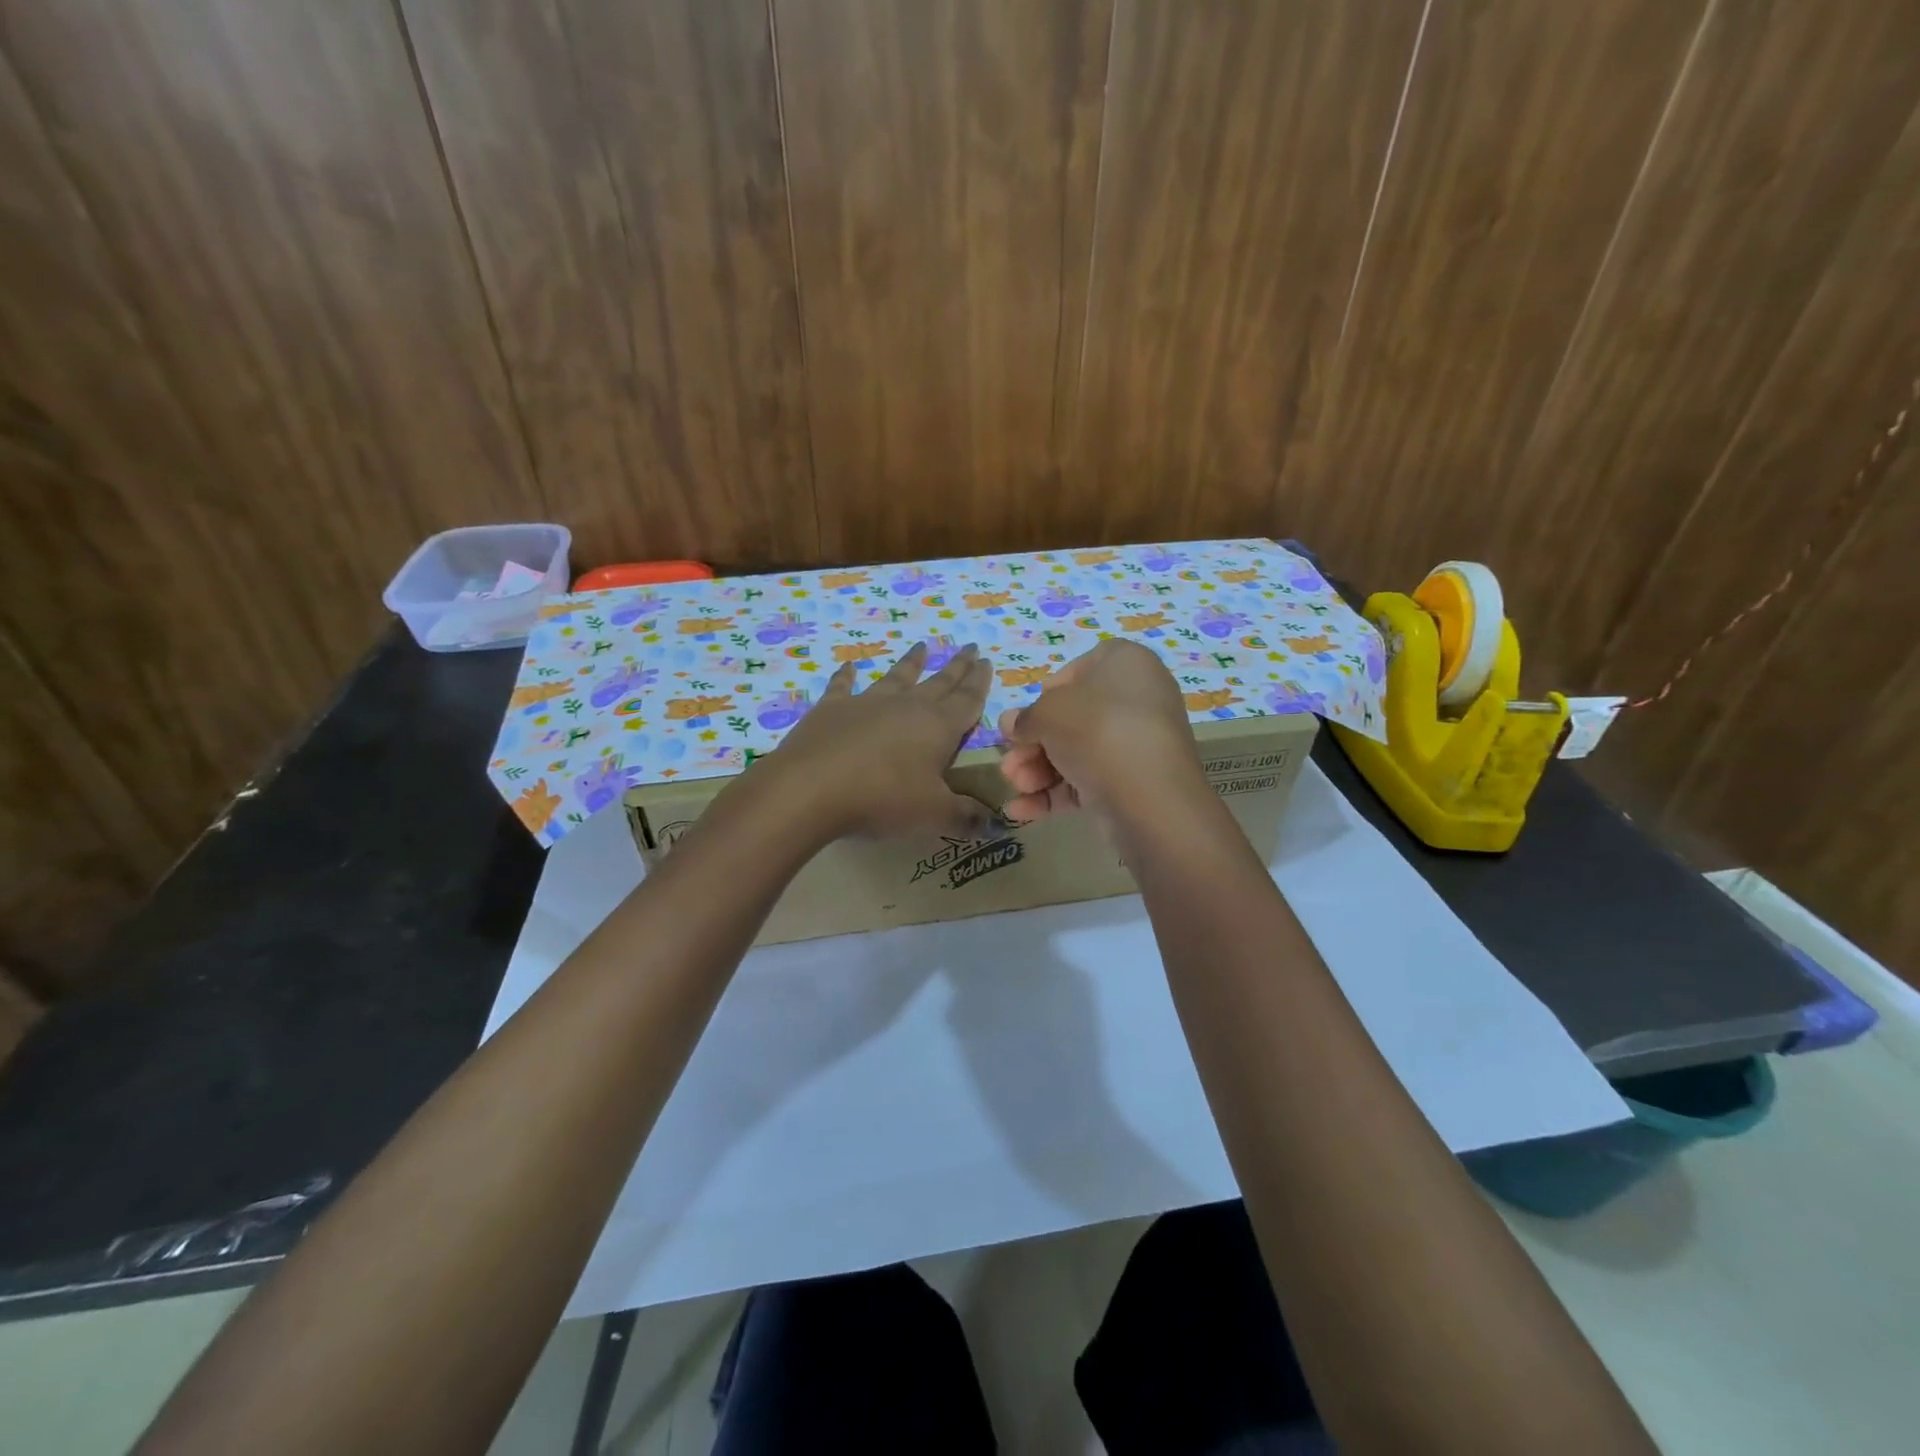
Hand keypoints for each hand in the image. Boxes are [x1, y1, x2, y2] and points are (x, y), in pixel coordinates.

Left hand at [760, 641, 993, 841]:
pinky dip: (847, 676)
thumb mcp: (933, 814)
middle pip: (939, 682)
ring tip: (921, 645)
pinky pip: (843, 686)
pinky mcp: (832, 709)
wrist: (811, 788)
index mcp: (938, 727)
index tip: (987, 661)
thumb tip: (994, 824)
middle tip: (970, 647)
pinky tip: (849, 666)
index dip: (980, 682)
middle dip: (957, 666)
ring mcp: (867, 703)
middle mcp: (907, 706)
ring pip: (897, 677)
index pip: (967, 700)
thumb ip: (965, 817)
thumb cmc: (883, 799)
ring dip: (911, 663)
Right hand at [999, 639, 1202, 822]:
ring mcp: (1137, 744)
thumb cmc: (1097, 730)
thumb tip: (1013, 725)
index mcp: (1125, 663)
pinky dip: (1055, 794)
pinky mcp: (1134, 783)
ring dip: (1037, 771)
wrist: (1150, 796)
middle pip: (1072, 718)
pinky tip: (1021, 810)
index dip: (1047, 695)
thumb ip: (1025, 718)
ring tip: (1016, 787)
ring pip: (1076, 753)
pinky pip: (1089, 781)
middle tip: (1009, 764)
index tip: (1026, 718)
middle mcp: (1136, 699)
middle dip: (1033, 744)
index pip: (1078, 670)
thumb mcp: (1047, 713)